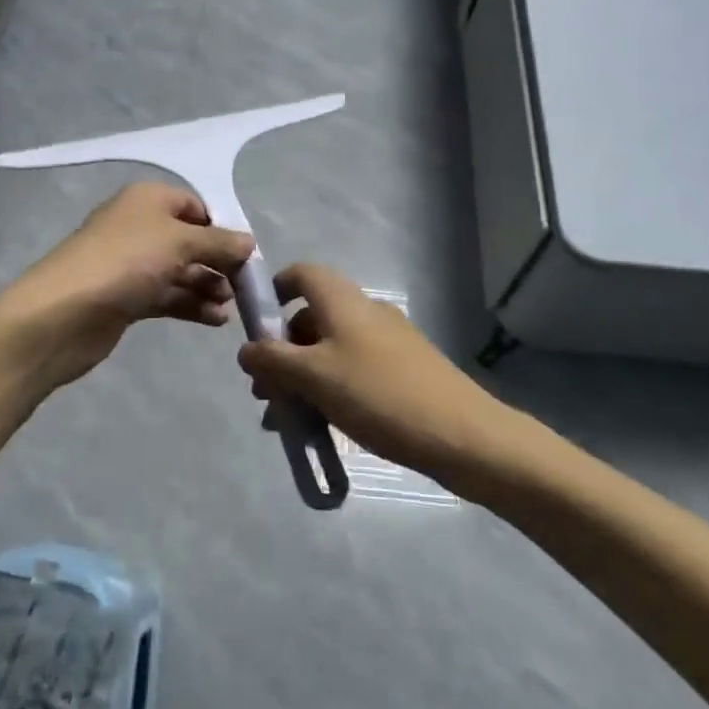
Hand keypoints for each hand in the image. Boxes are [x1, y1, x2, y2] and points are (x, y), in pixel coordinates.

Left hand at [0, 182, 255, 389]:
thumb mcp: (180, 243)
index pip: (194, 205)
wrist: (63, 313)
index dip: (221, 227)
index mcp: (148, 199)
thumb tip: (249, 242)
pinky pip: (166, 295)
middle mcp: (139, 226)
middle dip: (217, 261)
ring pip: (179, 270)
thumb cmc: (126, 262)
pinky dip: (190, 304)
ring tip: (229, 306)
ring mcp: (130, 263)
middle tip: (243, 286)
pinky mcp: (125, 297)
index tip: (246, 254)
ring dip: (207, 285)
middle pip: (189, 240)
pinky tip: (215, 320)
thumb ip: (219, 243)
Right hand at [237, 264, 497, 477]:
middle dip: (282, 351)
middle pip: (311, 317)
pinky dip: (329, 390)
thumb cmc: (377, 394)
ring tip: (286, 420)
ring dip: (302, 377)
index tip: (255, 327)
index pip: (301, 274)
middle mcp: (365, 312)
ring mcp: (388, 342)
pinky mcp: (403, 370)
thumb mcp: (313, 377)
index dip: (274, 291)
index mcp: (342, 301)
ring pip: (330, 350)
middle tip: (265, 391)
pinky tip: (321, 427)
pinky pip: (352, 370)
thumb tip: (245, 350)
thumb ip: (272, 360)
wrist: (462, 435)